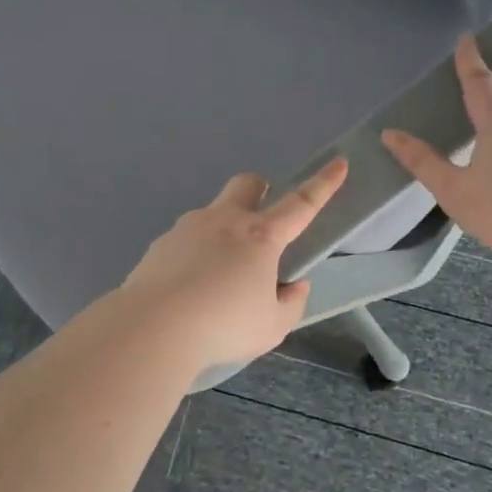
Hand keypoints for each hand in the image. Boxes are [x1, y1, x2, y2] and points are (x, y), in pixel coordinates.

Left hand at [118, 158, 349, 370]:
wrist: (152, 328)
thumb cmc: (223, 326)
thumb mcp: (271, 327)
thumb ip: (290, 303)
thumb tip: (293, 285)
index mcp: (260, 237)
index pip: (301, 204)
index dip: (323, 184)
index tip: (339, 163)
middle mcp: (224, 221)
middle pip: (246, 184)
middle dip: (258, 190)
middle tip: (260, 222)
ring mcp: (187, 228)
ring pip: (211, 213)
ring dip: (221, 231)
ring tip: (216, 277)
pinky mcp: (160, 244)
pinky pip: (184, 240)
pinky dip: (193, 255)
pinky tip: (186, 289)